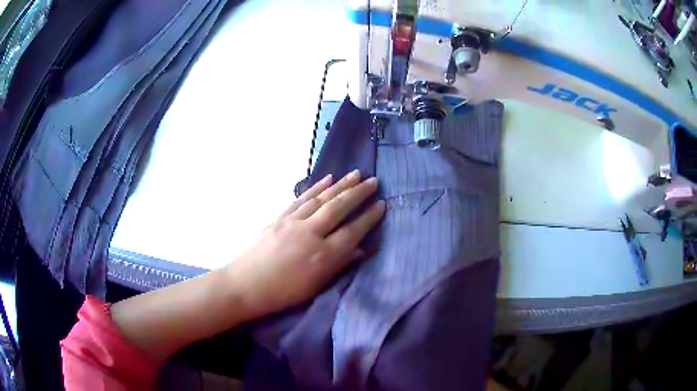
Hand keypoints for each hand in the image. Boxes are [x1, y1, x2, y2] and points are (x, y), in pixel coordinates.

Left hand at [225, 170, 384, 319]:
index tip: (382, 204)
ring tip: (356, 174)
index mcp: (323, 256)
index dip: (369, 217)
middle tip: (374, 181)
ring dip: (340, 185)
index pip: (353, 231)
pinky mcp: (280, 217)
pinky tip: (327, 179)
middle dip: (358, 193)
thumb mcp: (316, 286)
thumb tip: (360, 250)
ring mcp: (293, 222)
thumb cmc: (284, 293)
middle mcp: (310, 234)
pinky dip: (316, 187)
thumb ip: (340, 265)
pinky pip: (302, 198)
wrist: (246, 285)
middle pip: (339, 208)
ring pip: (322, 198)